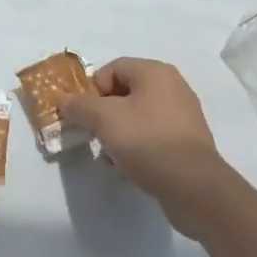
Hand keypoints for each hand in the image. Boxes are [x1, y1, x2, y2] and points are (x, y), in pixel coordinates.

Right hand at [59, 58, 242, 238]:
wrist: (194, 188)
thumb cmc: (147, 142)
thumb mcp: (104, 119)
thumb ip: (79, 106)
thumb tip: (62, 100)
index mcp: (155, 72)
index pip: (112, 68)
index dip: (92, 89)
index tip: (82, 115)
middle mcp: (172, 87)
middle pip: (124, 93)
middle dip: (103, 114)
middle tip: (92, 135)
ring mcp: (182, 116)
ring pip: (136, 117)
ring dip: (117, 134)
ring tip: (110, 157)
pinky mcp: (186, 143)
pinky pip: (151, 137)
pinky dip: (136, 147)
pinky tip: (128, 168)